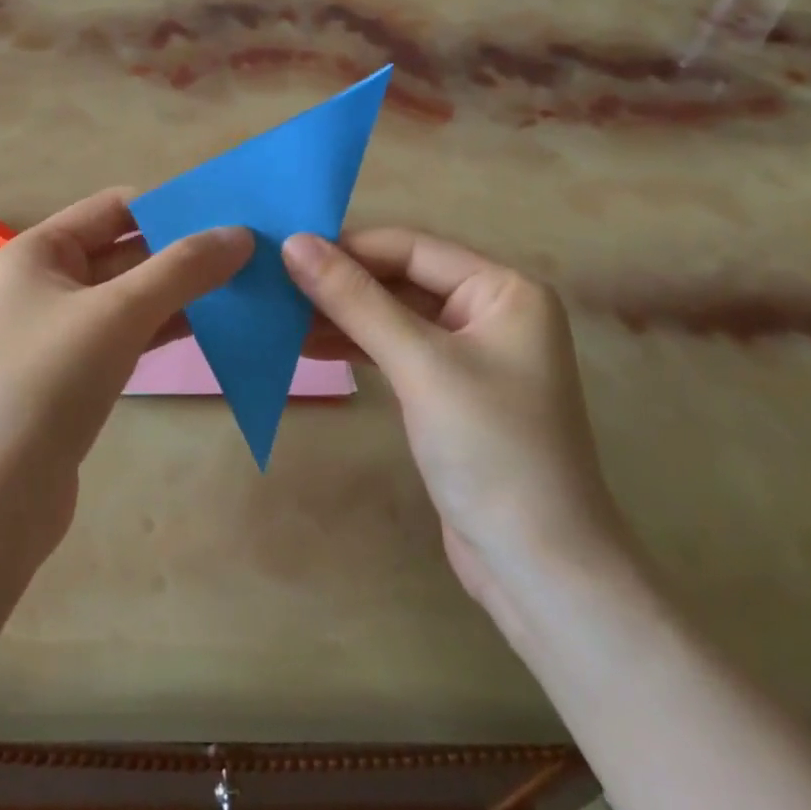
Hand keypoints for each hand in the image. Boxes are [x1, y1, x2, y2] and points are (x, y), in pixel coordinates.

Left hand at [0, 189, 250, 552]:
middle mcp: (45, 282)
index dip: (170, 206)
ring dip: (180, 291)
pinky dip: (165, 328)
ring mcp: (58, 332)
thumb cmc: (48, 382)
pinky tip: (212, 328)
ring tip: (244, 286)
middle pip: (124, 250)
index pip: (113, 206)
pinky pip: (126, 335)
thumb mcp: (119, 313)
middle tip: (251, 253)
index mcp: (38, 250)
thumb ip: (182, 269)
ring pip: (129, 296)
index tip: (230, 216)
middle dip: (182, 251)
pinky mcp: (74, 376)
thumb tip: (241, 234)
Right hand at [282, 230, 628, 603]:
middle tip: (273, 283)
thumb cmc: (489, 448)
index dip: (348, 246)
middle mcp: (490, 312)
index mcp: (503, 291)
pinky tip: (307, 346)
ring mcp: (469, 355)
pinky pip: (394, 351)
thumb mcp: (420, 364)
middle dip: (340, 283)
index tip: (284, 249)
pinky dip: (354, 347)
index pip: (412, 249)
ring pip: (392, 317)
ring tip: (278, 316)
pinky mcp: (447, 392)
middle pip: (401, 280)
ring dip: (340, 316)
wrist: (537, 566)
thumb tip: (294, 244)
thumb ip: (356, 301)